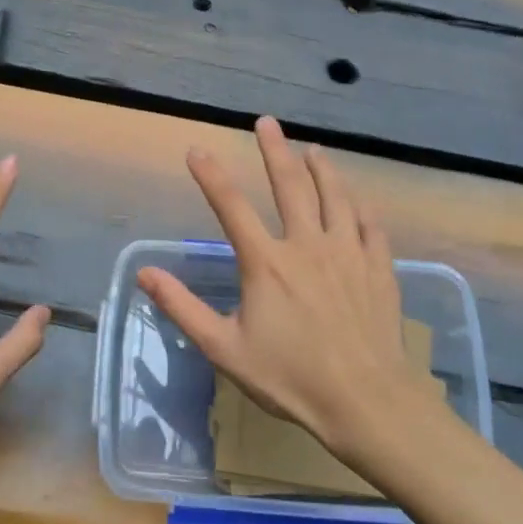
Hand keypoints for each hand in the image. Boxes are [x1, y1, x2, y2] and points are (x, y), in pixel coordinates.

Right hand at [137, 116, 432, 465]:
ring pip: (335, 197)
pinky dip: (361, 207)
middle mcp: (306, 245)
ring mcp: (347, 253)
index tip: (196, 150)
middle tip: (267, 123)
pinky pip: (370, 226)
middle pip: (289, 186)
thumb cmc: (290, 378)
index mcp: (266, 263)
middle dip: (275, 151)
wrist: (365, 401)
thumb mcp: (224, 348)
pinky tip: (357, 200)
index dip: (211, 176)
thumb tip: (144, 274)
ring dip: (322, 169)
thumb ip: (183, 308)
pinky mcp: (378, 268)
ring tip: (314, 150)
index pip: (231, 207)